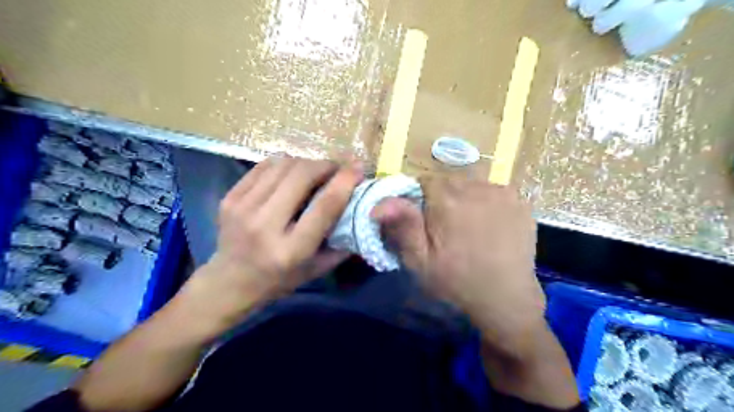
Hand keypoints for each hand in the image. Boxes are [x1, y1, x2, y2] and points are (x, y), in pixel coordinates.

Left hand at [177, 158, 359, 338]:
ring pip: (283, 165)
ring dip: (306, 162)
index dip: (345, 182)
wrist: (229, 282)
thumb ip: (342, 244)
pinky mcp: (229, 197)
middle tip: (337, 168)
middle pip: (302, 176)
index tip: (359, 168)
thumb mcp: (317, 269)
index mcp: (291, 249)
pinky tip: (292, 173)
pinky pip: (264, 166)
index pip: (324, 206)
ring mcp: (242, 208)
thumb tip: (362, 211)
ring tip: (316, 171)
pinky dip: (284, 163)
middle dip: (326, 165)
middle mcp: (264, 225)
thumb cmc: (278, 280)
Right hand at [373, 177, 543, 356]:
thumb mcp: (420, 261)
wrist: (506, 299)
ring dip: (465, 198)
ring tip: (469, 227)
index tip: (425, 221)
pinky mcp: (520, 200)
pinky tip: (490, 224)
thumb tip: (380, 202)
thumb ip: (402, 226)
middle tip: (446, 227)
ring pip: (471, 184)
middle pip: (449, 181)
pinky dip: (487, 202)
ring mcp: (502, 192)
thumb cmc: (457, 282)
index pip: (424, 181)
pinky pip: (494, 191)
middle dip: (443, 198)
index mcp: (447, 200)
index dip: (420, 200)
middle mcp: (476, 187)